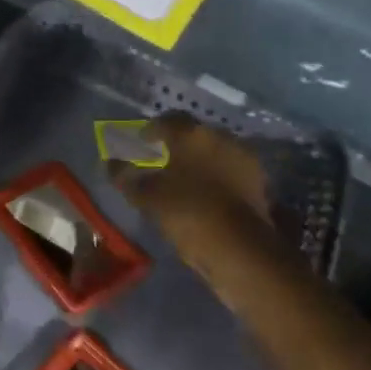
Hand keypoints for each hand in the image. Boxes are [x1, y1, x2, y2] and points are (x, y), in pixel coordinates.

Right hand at [107, 114, 275, 269]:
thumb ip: (125, 176)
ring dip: (200, 160)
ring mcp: (244, 158)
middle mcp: (220, 137)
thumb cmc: (187, 212)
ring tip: (185, 180)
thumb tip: (111, 163)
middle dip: (178, 144)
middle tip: (162, 160)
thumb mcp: (146, 196)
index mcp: (191, 134)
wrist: (240, 249)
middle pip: (194, 133)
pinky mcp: (260, 181)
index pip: (167, 120)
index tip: (141, 143)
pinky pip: (231, 170)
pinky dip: (218, 176)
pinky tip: (207, 193)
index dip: (151, 130)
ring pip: (215, 151)